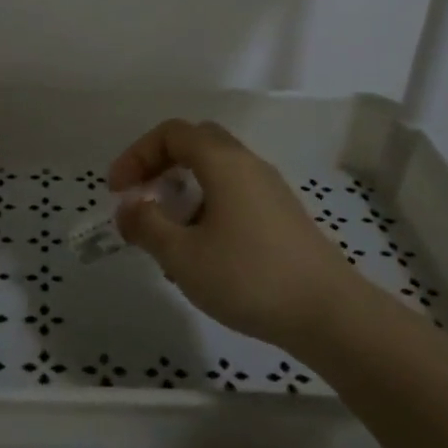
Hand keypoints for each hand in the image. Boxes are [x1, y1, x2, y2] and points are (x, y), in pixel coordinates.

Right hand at [110, 119, 364, 347]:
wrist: (329, 314)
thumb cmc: (248, 277)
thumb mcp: (182, 256)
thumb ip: (146, 226)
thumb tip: (128, 208)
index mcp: (223, 162)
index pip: (172, 133)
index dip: (137, 154)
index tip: (118, 191)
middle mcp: (248, 165)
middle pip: (196, 143)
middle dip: (160, 164)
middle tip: (141, 197)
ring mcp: (270, 190)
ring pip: (216, 170)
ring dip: (183, 188)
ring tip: (166, 233)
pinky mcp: (282, 216)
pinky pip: (234, 194)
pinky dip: (206, 206)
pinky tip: (201, 250)